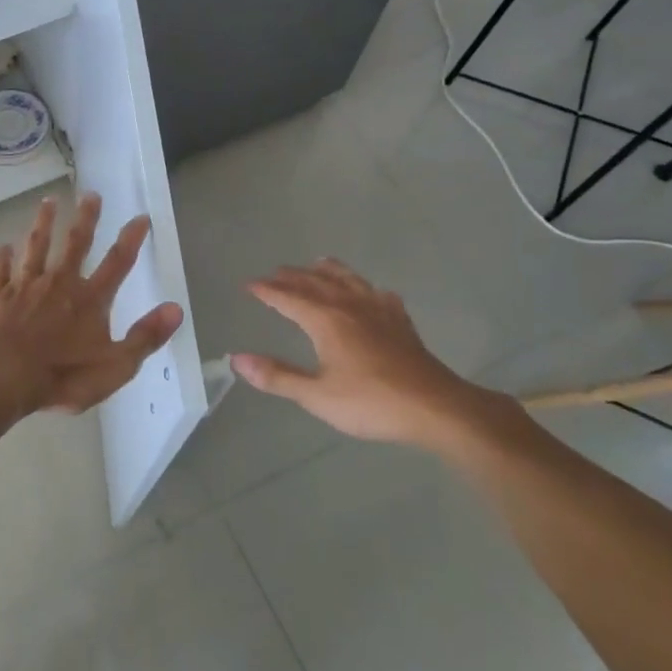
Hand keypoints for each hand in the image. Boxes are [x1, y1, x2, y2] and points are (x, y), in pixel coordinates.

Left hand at [0, 193, 183, 415]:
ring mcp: (25, 287)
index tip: (140, 216)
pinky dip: (2, 258)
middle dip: (86, 218)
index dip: (131, 239)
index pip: (117, 263)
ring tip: (47, 202)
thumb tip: (176, 308)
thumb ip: (145, 336)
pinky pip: (0, 272)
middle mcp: (59, 283)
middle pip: (76, 244)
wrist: (4, 376)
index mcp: (90, 300)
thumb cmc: (63, 375)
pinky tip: (3, 247)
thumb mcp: (116, 365)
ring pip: (36, 247)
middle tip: (90, 194)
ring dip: (43, 224)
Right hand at [233, 260, 506, 450]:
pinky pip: (380, 295)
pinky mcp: (402, 324)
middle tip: (275, 272)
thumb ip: (277, 376)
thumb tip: (237, 360)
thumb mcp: (316, 395)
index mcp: (326, 321)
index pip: (289, 298)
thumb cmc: (371, 402)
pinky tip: (372, 293)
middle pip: (317, 284)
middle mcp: (350, 307)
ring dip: (329, 271)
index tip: (249, 284)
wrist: (435, 407)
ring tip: (318, 262)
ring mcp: (380, 312)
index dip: (267, 291)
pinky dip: (368, 289)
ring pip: (350, 281)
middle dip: (293, 277)